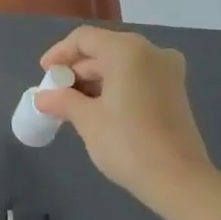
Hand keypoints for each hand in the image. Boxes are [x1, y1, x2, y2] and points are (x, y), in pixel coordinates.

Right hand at [35, 27, 220, 214]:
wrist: (179, 181)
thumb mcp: (87, 120)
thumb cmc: (127, 143)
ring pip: (121, 64)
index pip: (84, 39)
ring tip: (73, 105)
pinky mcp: (175, 91)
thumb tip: (41, 97)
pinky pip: (137, 77)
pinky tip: (99, 109)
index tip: (44, 74)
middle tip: (56, 94)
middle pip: (104, 49)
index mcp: (128, 51)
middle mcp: (151, 52)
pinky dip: (115, 87)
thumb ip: (62, 100)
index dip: (60, 53)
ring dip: (95, 80)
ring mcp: (168, 71)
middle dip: (77, 70)